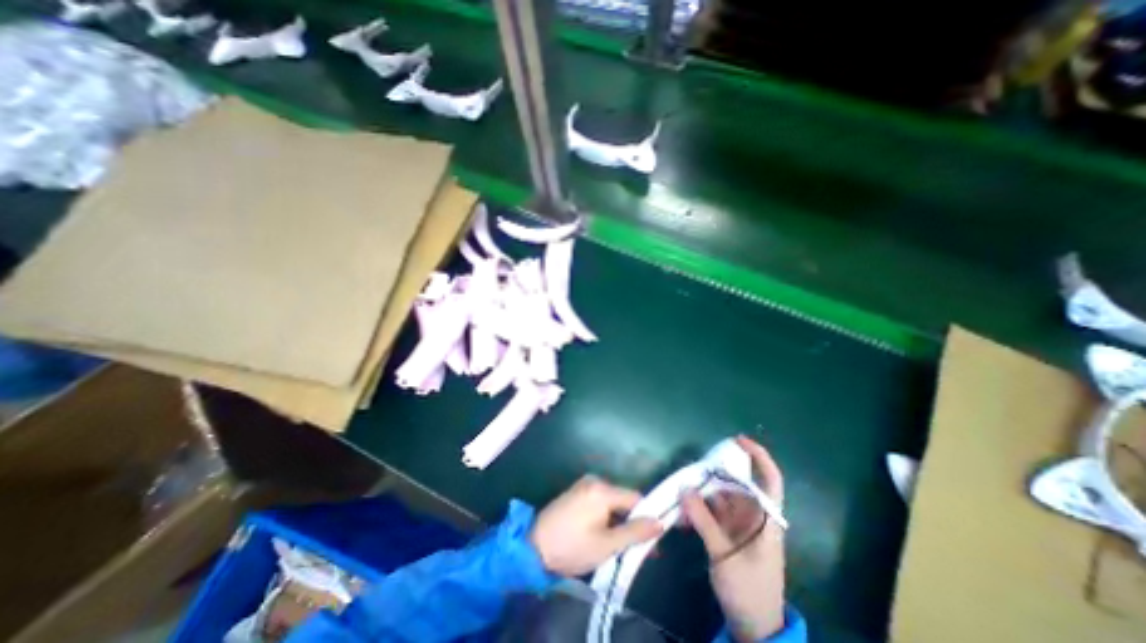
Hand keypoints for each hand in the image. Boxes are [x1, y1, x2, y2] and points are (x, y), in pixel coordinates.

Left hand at [534, 476, 667, 575]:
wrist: (533, 547)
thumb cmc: (571, 547)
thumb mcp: (606, 545)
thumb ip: (634, 532)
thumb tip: (659, 523)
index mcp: (602, 489)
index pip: (635, 499)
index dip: (646, 518)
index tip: (652, 541)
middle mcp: (594, 480)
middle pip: (623, 499)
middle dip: (631, 522)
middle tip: (633, 548)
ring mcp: (583, 485)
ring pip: (612, 502)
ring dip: (618, 521)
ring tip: (617, 544)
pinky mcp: (576, 492)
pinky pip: (599, 502)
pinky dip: (605, 516)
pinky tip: (602, 534)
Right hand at [679, 438, 788, 641]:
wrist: (753, 626)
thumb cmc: (748, 590)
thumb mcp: (724, 554)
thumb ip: (703, 520)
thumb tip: (684, 488)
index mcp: (766, 520)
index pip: (770, 481)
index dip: (759, 457)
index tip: (738, 440)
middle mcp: (754, 516)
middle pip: (736, 484)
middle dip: (714, 475)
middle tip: (692, 471)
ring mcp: (740, 525)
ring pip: (720, 497)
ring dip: (701, 494)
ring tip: (681, 493)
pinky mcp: (727, 533)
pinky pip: (711, 512)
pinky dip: (698, 509)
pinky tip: (683, 515)